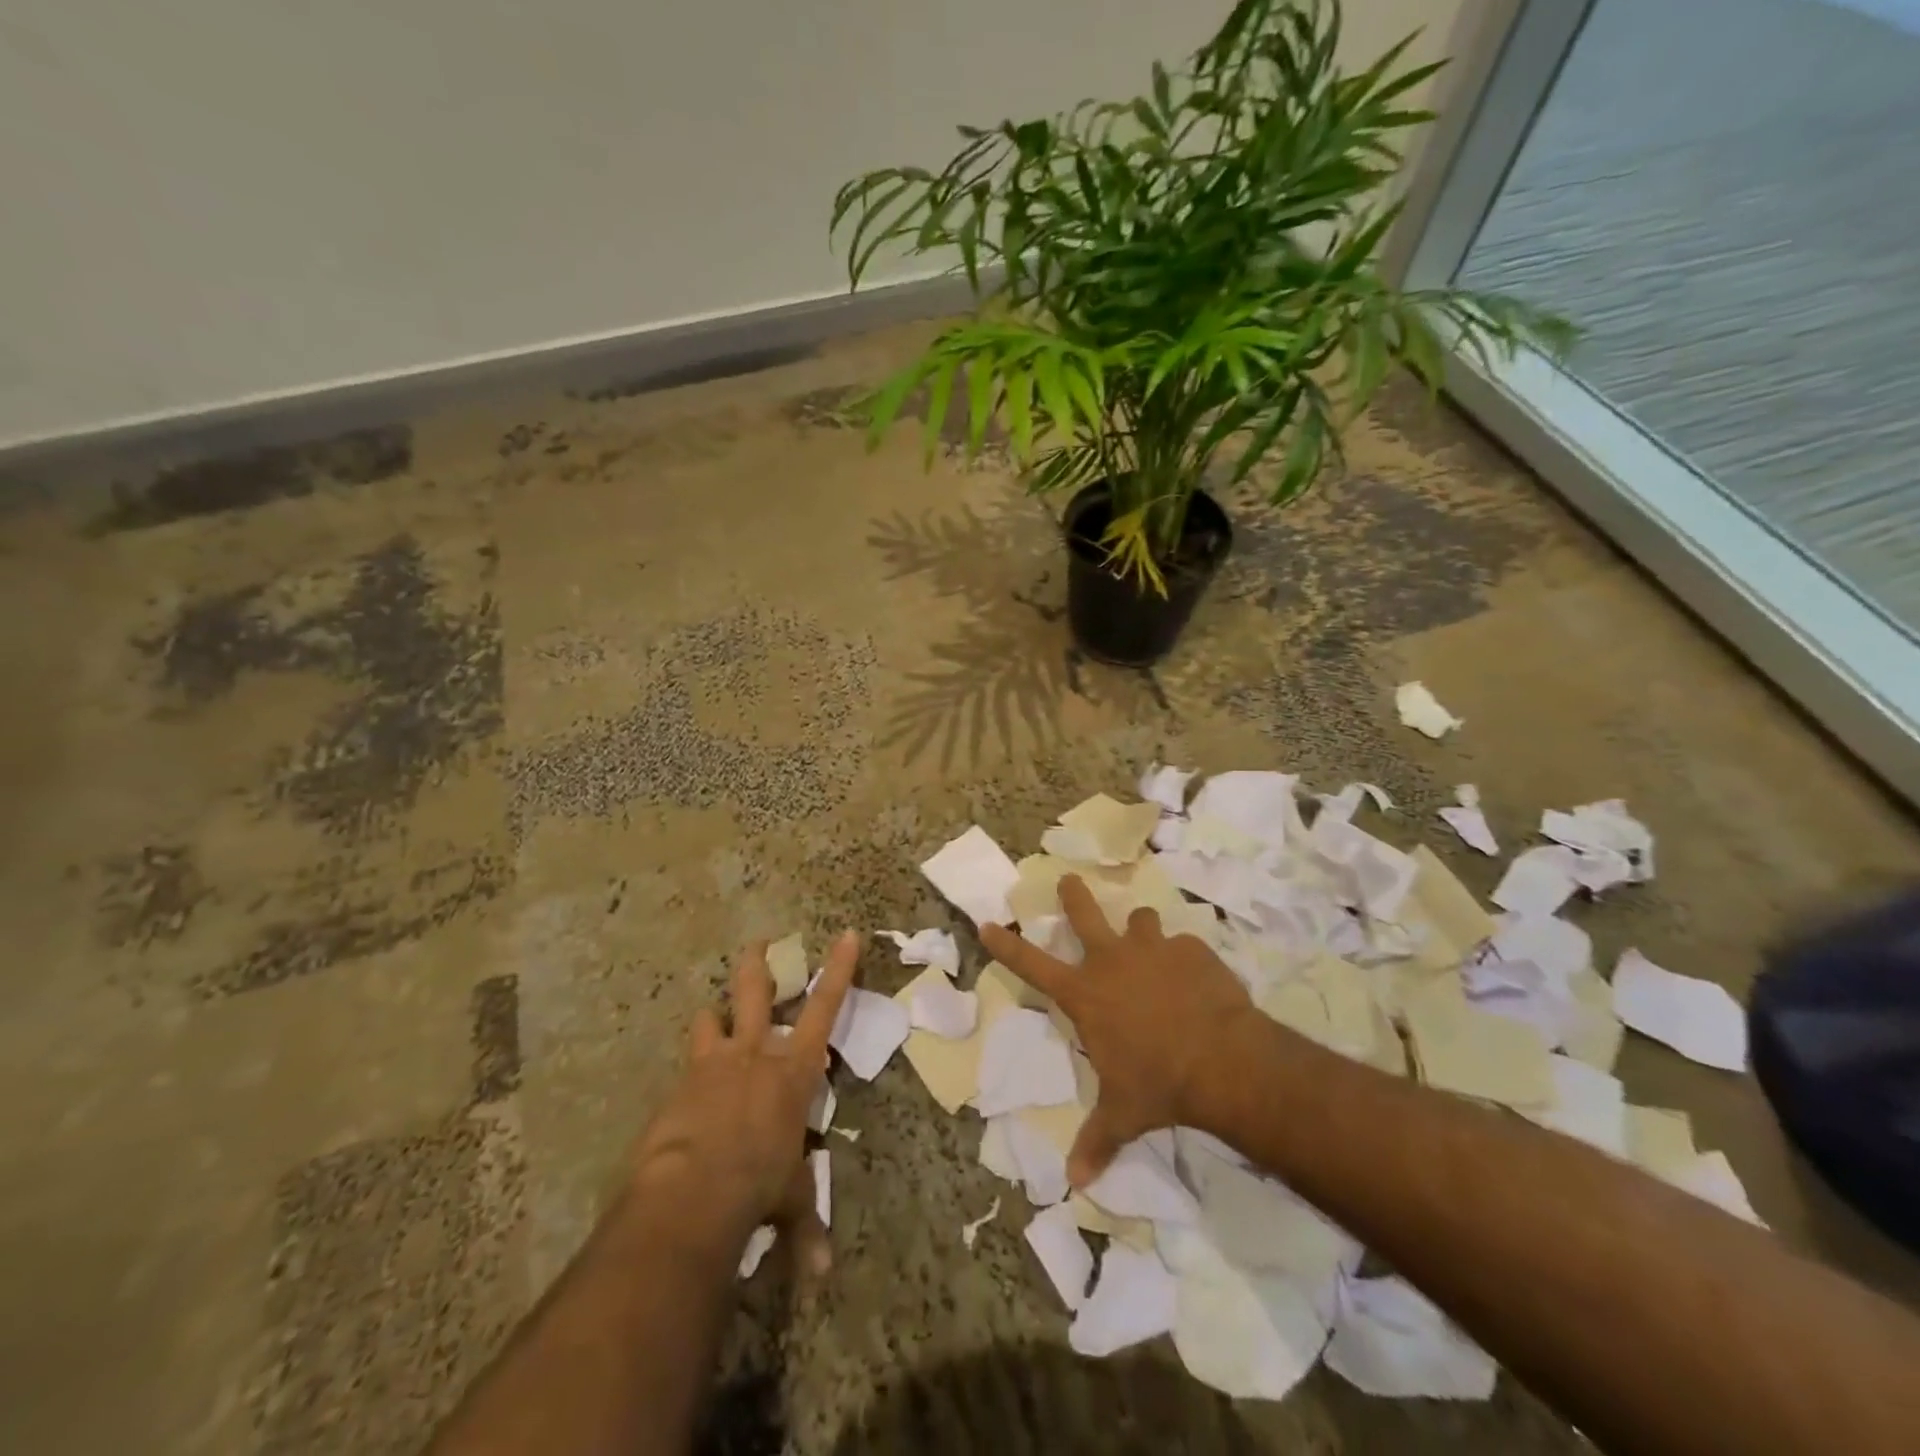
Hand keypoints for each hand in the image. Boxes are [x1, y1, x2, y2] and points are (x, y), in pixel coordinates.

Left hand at [626, 931, 860, 1273]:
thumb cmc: (758, 1184)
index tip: (847, 934)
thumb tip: (818, 1276)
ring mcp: (713, 1063)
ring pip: (711, 1019)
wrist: (692, 1190)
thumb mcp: (788, 1200)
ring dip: (713, 1017)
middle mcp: (755, 1053)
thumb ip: (803, 1229)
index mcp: (794, 1071)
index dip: (839, 969)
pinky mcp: (678, 1084)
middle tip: (759, 943)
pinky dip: (690, 1074)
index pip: (825, 1007)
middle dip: (758, 964)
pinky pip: (686, 1066)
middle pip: (756, 992)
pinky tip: (684, 1095)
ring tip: (712, 1018)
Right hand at [982, 876, 1253, 1187]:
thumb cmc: (1158, 1084)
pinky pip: (1184, 945)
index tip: (988, 922)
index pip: (1031, 965)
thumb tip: (1076, 1184)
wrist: (1222, 1061)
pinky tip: (1199, 981)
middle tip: (1069, 880)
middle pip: (1083, 913)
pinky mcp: (1191, 949)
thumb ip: (1097, 1141)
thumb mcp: (1122, 1114)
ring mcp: (1152, 949)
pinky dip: (1186, 958)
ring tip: (1152, 946)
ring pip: (1140, 920)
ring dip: (1141, 931)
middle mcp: (1112, 960)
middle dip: (1073, 894)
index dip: (1006, 945)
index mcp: (1085, 994)